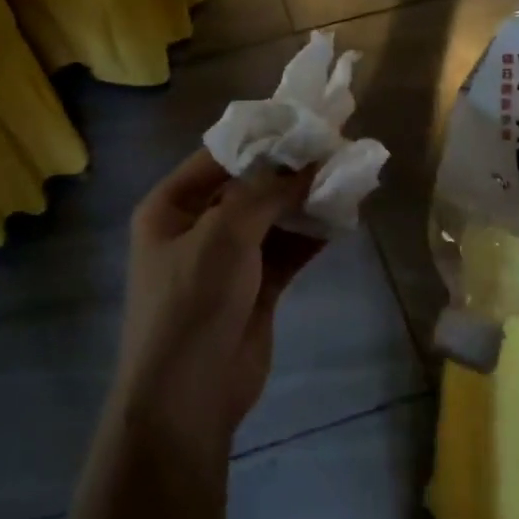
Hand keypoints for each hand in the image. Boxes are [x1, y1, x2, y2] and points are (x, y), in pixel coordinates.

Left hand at [115, 150, 324, 456]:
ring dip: (305, 201)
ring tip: (346, 176)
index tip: (304, 121)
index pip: (218, 157)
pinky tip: (343, 217)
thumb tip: (306, 162)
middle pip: (248, 186)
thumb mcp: (223, 235)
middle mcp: (197, 227)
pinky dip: (311, 234)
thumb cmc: (191, 302)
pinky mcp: (256, 288)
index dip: (261, 138)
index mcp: (171, 207)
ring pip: (272, 218)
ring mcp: (228, 259)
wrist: (188, 397)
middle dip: (289, 170)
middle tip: (335, 146)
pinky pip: (287, 250)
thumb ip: (265, 193)